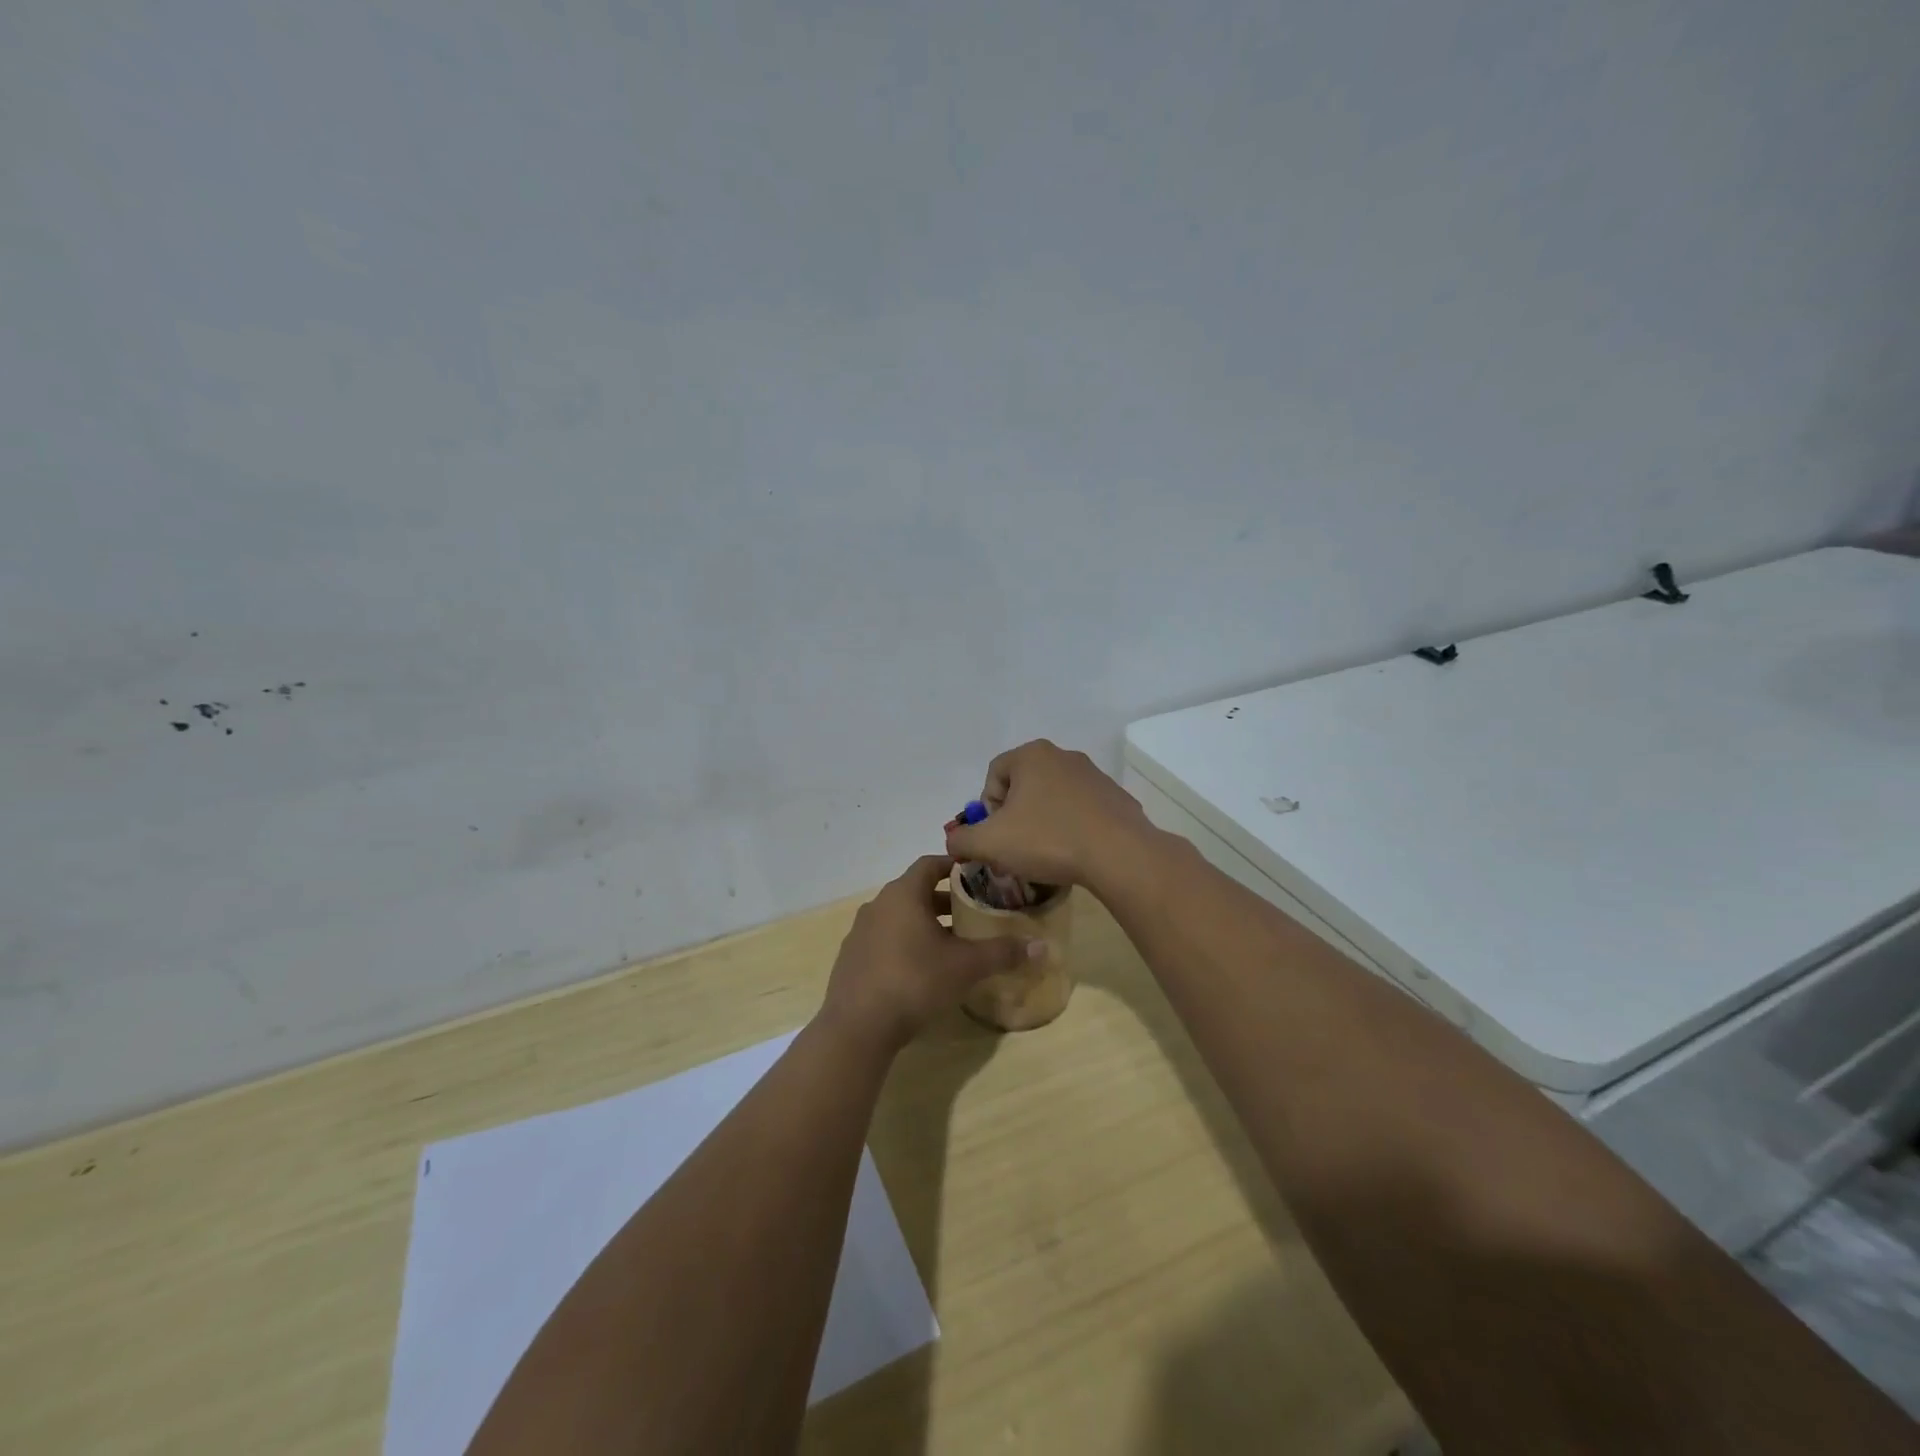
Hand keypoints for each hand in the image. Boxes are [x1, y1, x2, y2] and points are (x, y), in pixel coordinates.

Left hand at [819, 855, 1040, 1053]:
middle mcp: (878, 905)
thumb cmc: (915, 981)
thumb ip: (1003, 952)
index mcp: (903, 894)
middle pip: (915, 891)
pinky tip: (921, 969)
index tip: (977, 875)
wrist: (858, 1025)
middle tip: (972, 913)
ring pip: (899, 917)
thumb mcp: (965, 966)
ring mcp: (860, 932)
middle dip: (944, 900)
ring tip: (952, 943)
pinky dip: (905, 944)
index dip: (954, 866)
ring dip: (924, 923)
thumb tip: (1043, 947)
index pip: (930, 864)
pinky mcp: (852, 958)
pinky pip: (884, 940)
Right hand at [944, 739, 1156, 889]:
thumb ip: (961, 840)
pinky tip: (1074, 854)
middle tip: (1015, 848)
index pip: (994, 774)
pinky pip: (1082, 811)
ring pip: (1054, 798)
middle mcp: (1063, 756)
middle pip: (1024, 785)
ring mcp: (1094, 775)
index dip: (987, 808)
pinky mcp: (1116, 798)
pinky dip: (1072, 828)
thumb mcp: (989, 843)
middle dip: (1015, 816)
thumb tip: (955, 841)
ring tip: (1045, 855)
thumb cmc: (1047, 840)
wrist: (1118, 854)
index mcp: (1031, 755)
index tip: (995, 836)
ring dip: (1043, 822)